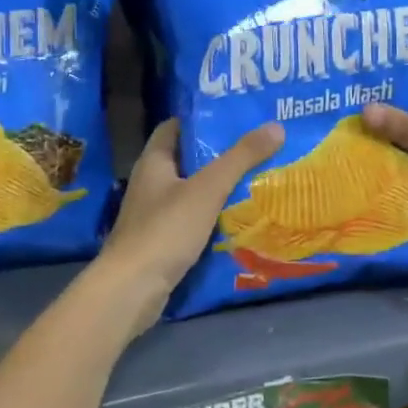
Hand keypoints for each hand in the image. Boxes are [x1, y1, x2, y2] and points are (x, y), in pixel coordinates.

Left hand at [94, 119, 283, 336]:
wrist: (131, 290)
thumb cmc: (166, 229)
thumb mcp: (208, 188)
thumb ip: (241, 158)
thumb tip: (276, 126)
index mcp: (154, 162)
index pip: (175, 128)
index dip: (202, 120)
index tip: (235, 117)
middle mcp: (151, 185)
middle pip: (188, 160)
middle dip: (220, 155)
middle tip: (258, 148)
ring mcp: (154, 216)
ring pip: (193, 193)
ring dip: (220, 188)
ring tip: (258, 180)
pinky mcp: (162, 243)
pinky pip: (193, 221)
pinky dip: (214, 218)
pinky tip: (240, 219)